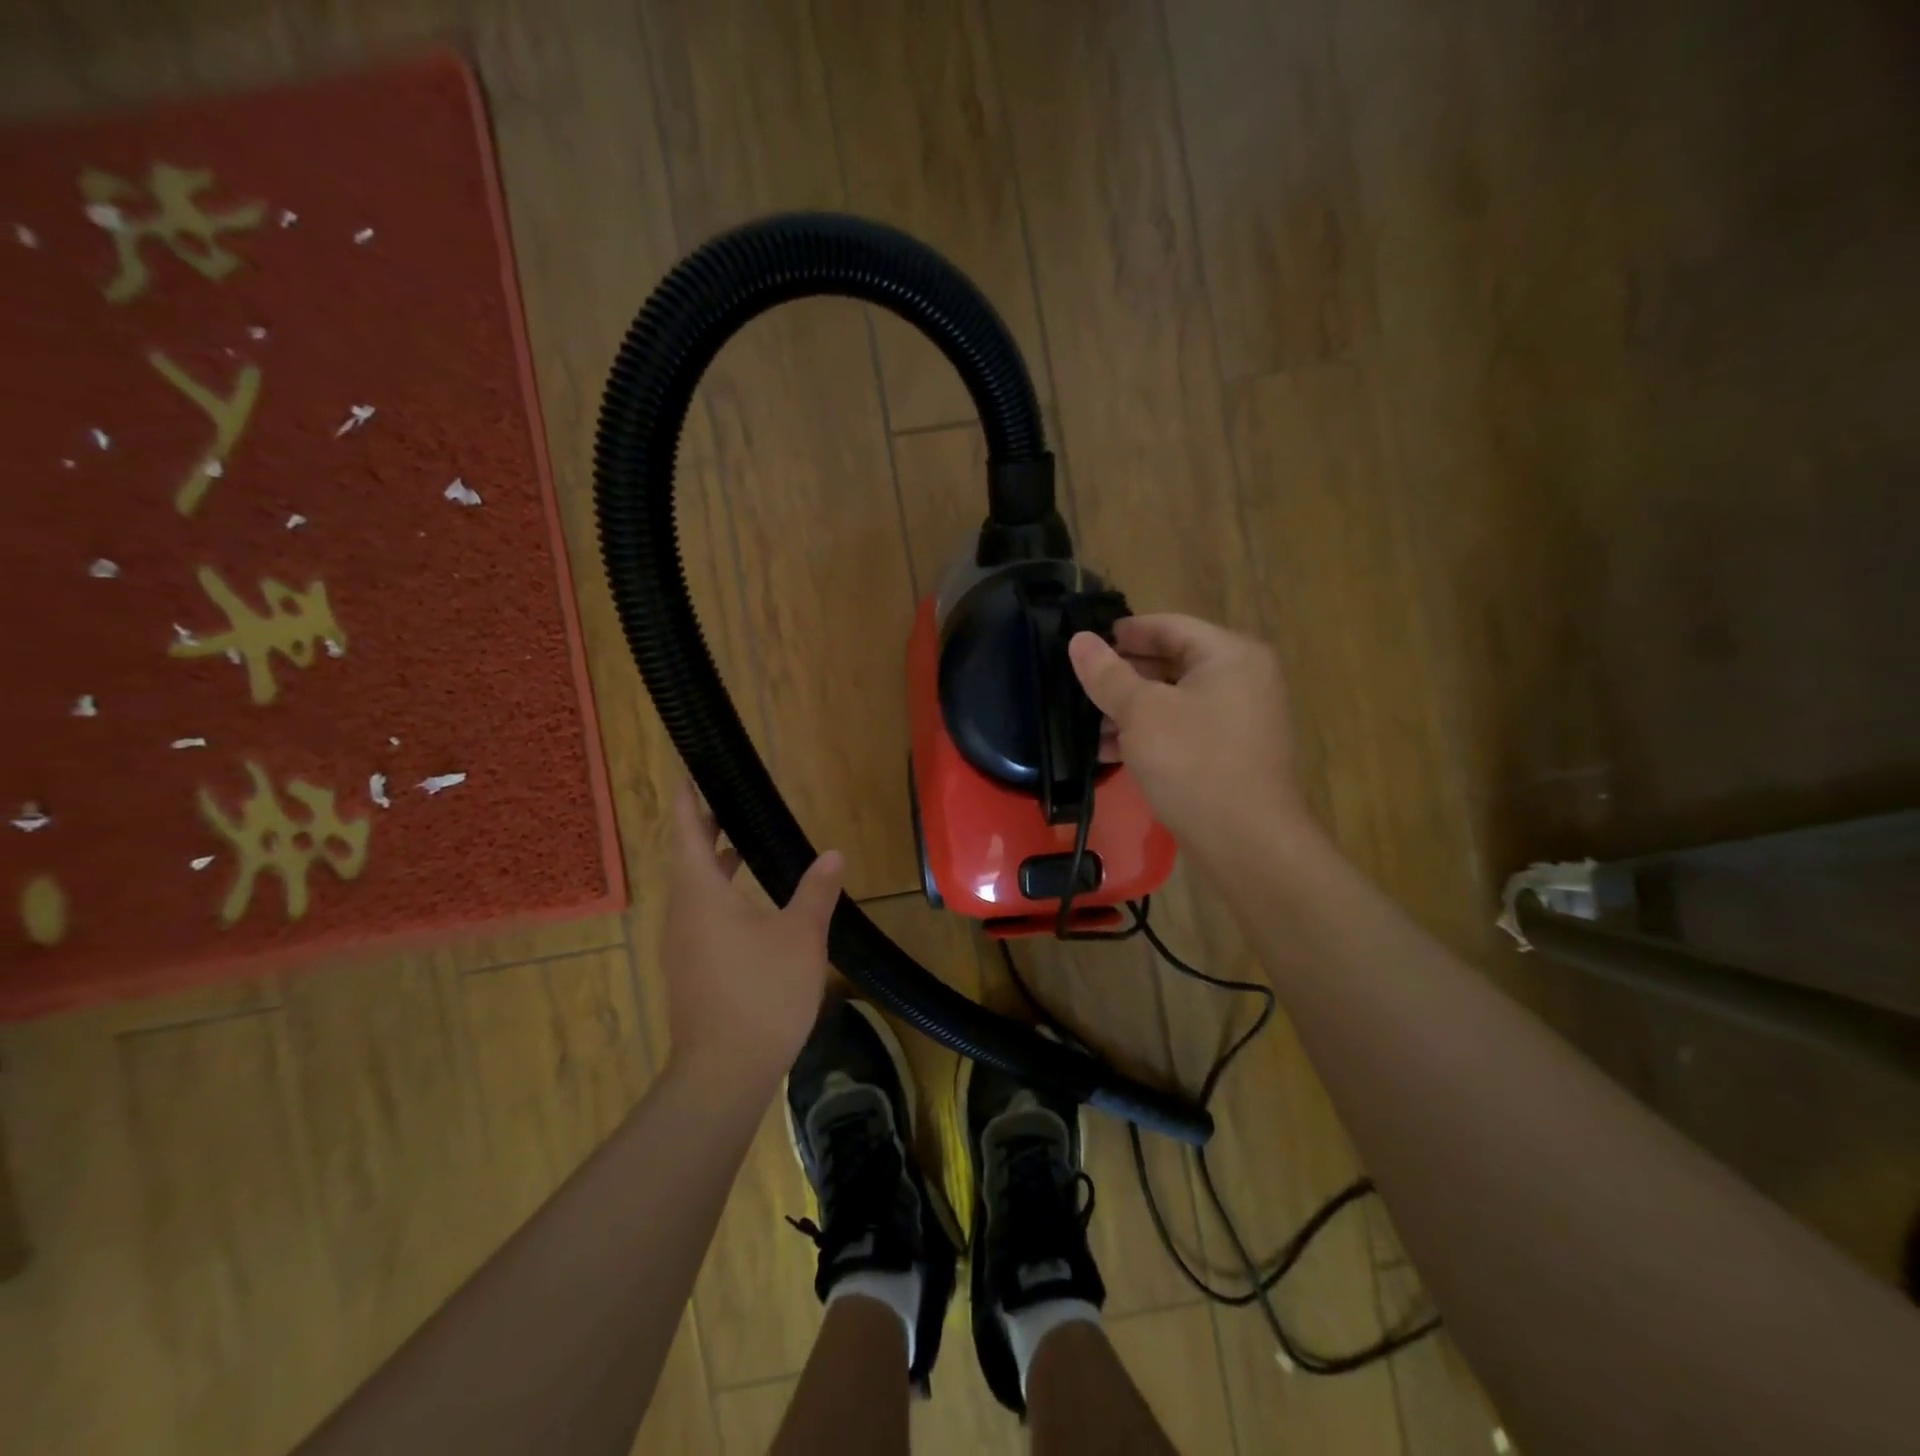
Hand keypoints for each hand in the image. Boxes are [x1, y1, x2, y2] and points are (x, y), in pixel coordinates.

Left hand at [659, 780, 843, 1087]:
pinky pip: (700, 915)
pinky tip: (750, 903)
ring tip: (741, 842)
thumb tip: (833, 854)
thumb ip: (816, 891)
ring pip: (693, 889)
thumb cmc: (762, 993)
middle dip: (704, 827)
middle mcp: (683, 914)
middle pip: (686, 858)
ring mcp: (683, 945)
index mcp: (701, 896)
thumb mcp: (801, 936)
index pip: (686, 833)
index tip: (690, 773)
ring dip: (712, 862)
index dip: (688, 800)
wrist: (724, 1072)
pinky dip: (718, 893)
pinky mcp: (692, 969)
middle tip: (727, 799)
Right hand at [1068, 614, 1304, 862]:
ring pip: (1175, 700)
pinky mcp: (1232, 754)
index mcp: (1231, 655)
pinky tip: (1110, 751)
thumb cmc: (1193, 762)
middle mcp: (1243, 679)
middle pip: (1173, 662)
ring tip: (1088, 723)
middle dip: (1124, 675)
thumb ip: (1107, 674)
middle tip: (1081, 683)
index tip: (1087, 642)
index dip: (1125, 632)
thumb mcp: (1141, 712)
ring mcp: (1241, 719)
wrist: (1245, 841)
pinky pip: (1184, 729)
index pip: (1169, 626)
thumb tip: (1079, 640)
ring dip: (1131, 709)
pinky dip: (1150, 733)